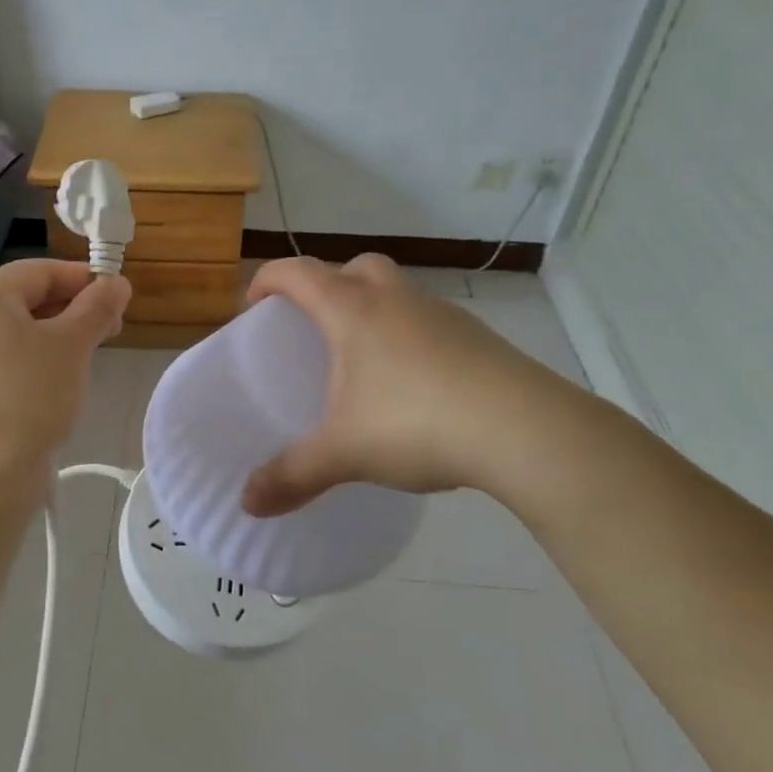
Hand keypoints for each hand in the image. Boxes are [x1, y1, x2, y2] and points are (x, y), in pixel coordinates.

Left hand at [0, 260, 130, 482]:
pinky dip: (39, 359)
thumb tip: (118, 282)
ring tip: (92, 354)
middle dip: (74, 308)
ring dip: (60, 335)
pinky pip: (9, 359)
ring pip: (20, 331)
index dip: (82, 278)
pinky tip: (63, 380)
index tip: (119, 296)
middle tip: (113, 328)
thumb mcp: (72, 344)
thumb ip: (97, 307)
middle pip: (27, 298)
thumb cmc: (31, 392)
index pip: (39, 271)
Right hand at [240, 254, 579, 516]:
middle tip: (316, 328)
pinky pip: (430, 323)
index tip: (253, 306)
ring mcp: (443, 315)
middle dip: (328, 286)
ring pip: (397, 293)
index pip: (297, 272)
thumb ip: (292, 475)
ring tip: (365, 363)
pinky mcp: (478, 337)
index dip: (268, 281)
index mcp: (352, 310)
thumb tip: (247, 503)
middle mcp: (395, 299)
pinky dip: (410, 339)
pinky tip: (414, 387)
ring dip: (374, 310)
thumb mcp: (344, 453)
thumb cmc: (415, 422)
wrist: (525, 430)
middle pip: (354, 268)